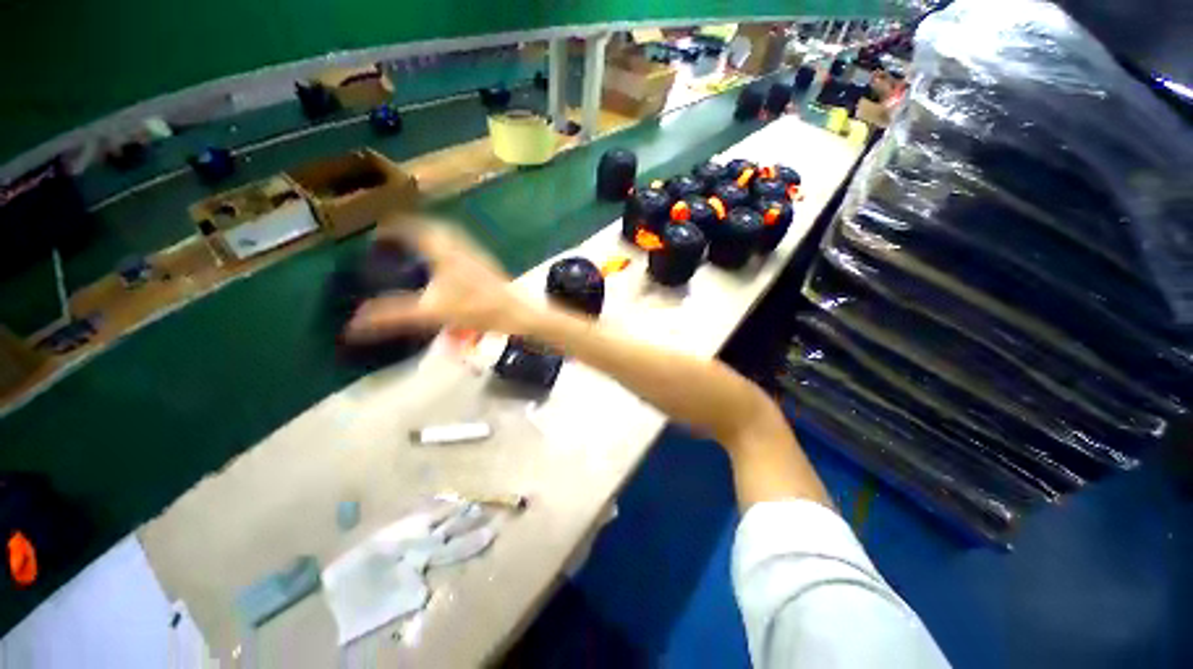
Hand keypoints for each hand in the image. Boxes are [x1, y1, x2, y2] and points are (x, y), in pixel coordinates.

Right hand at [344, 217, 539, 342]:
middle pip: (433, 228)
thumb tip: (355, 323)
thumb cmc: (479, 309)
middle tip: (396, 237)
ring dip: (431, 237)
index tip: (378, 231)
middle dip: (412, 228)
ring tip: (417, 247)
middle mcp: (461, 246)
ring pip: (450, 237)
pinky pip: (460, 248)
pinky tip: (446, 265)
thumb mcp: (433, 312)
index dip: (394, 226)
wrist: (519, 313)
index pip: (414, 227)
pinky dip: (446, 248)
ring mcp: (476, 255)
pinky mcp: (486, 266)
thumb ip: (394, 315)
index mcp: (445, 251)